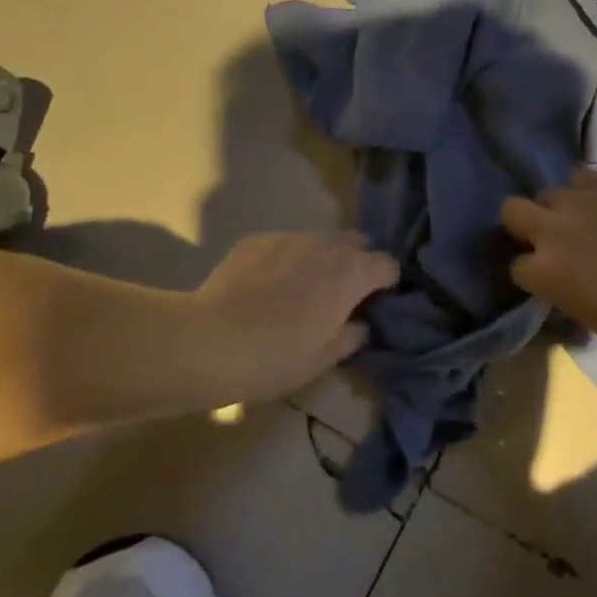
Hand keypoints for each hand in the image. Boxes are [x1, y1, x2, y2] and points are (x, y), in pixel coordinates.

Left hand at [186, 232, 398, 403]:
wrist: (208, 341)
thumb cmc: (276, 356)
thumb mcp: (324, 359)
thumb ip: (353, 335)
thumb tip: (360, 323)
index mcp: (352, 272)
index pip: (388, 265)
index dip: (386, 284)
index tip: (374, 305)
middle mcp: (327, 244)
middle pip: (358, 243)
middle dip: (357, 263)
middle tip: (341, 296)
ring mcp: (291, 237)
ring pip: (321, 241)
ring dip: (322, 260)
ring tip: (300, 290)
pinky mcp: (258, 238)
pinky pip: (287, 245)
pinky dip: (288, 260)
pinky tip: (266, 288)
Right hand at [500, 170, 596, 359]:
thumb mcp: (589, 318)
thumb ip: (563, 291)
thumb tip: (561, 281)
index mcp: (544, 272)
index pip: (516, 266)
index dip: (531, 272)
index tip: (546, 277)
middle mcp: (552, 229)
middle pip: (512, 210)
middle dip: (524, 223)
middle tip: (548, 236)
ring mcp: (580, 201)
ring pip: (550, 191)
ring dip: (560, 207)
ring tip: (583, 218)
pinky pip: (582, 177)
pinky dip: (587, 190)